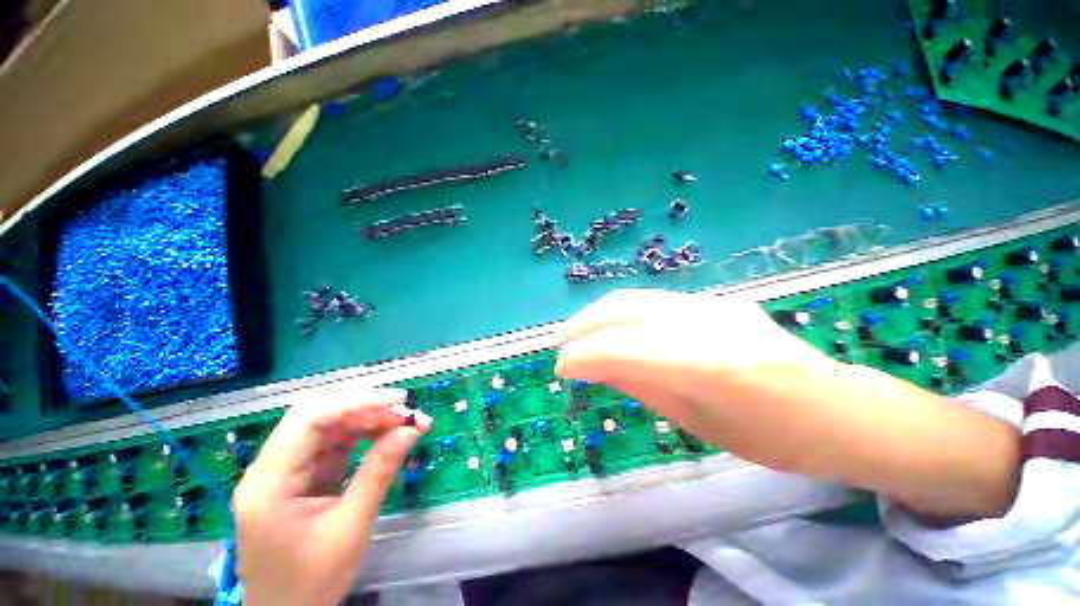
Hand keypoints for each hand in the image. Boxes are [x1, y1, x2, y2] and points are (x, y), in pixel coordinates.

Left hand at [233, 387, 430, 605]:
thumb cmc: (312, 581)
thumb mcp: (351, 527)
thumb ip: (379, 472)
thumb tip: (413, 429)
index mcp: (269, 482)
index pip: (310, 418)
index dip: (357, 401)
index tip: (399, 401)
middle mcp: (269, 467)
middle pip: (316, 414)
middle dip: (365, 407)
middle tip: (405, 413)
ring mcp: (283, 470)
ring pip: (326, 424)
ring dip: (367, 418)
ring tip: (404, 423)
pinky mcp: (298, 475)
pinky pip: (331, 442)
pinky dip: (361, 434)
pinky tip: (385, 436)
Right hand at [555, 290, 1018, 517]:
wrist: (838, 409)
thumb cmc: (771, 437)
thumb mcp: (695, 423)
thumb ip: (639, 386)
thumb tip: (593, 369)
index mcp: (706, 363)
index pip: (621, 348)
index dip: (581, 356)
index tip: (560, 369)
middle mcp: (705, 320)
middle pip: (622, 309)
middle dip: (581, 326)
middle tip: (559, 345)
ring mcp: (711, 302)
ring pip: (635, 298)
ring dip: (597, 314)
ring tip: (577, 333)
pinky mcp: (714, 299)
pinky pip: (654, 302)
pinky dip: (622, 313)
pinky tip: (612, 328)